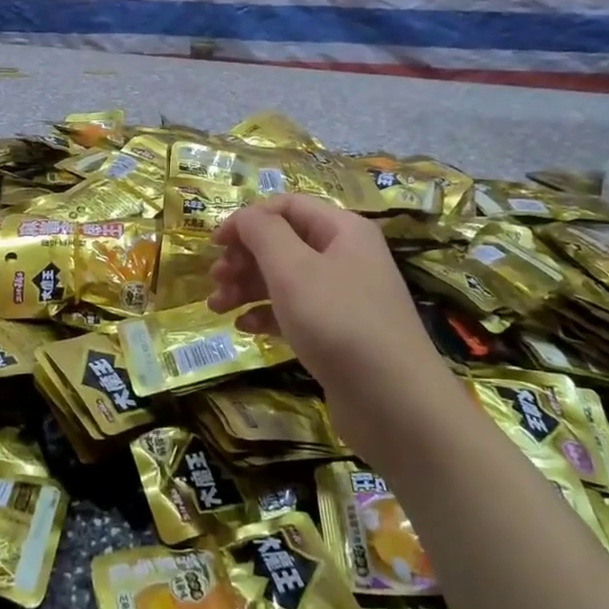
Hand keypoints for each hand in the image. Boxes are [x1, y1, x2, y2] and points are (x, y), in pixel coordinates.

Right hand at [207, 195, 449, 460]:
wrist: (394, 403)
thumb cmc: (339, 323)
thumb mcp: (293, 269)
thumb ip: (262, 233)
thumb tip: (244, 217)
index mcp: (343, 230)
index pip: (287, 206)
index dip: (247, 219)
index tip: (214, 244)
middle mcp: (346, 256)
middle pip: (284, 242)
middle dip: (244, 257)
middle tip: (216, 280)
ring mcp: (344, 297)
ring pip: (286, 279)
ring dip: (248, 287)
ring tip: (216, 307)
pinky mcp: (338, 333)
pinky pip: (296, 312)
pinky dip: (267, 315)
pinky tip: (244, 328)